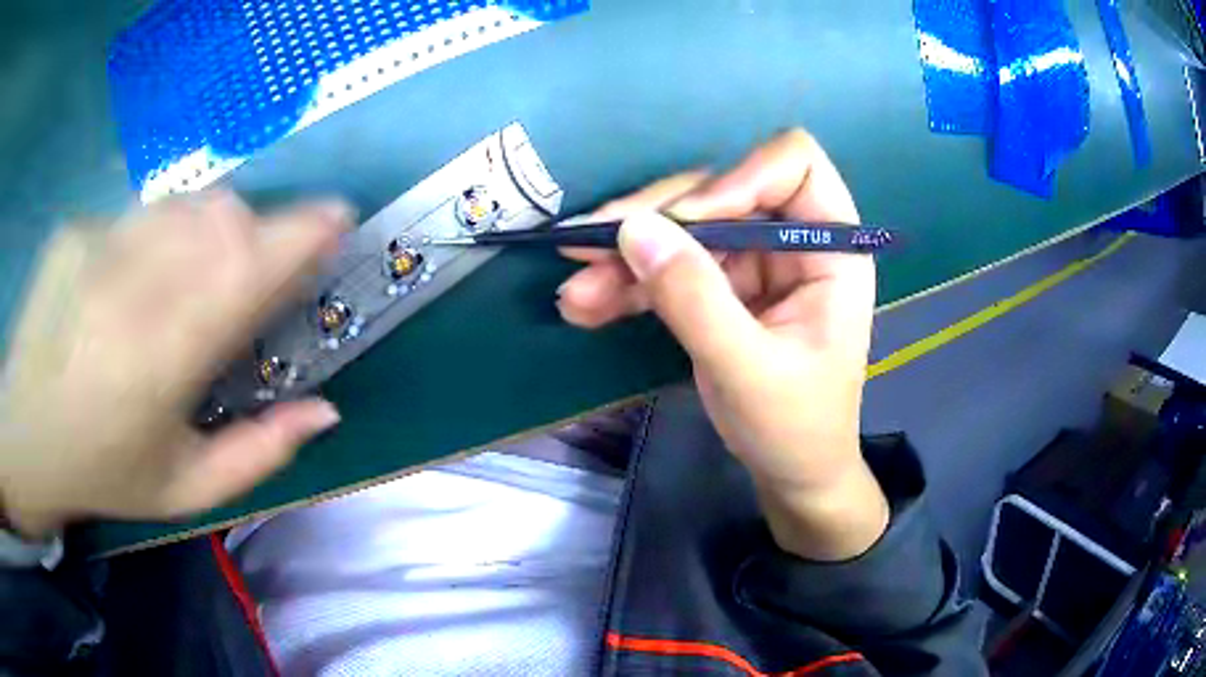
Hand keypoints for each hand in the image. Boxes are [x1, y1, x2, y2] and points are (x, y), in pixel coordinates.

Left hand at [0, 192, 351, 537]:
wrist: (25, 432)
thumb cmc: (103, 469)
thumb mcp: (185, 489)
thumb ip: (260, 454)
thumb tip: (326, 411)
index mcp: (161, 361)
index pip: (247, 270)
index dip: (302, 234)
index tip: (337, 218)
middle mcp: (131, 288)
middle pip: (222, 219)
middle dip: (260, 233)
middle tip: (257, 270)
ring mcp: (97, 246)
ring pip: (185, 204)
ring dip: (214, 227)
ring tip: (199, 271)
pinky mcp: (77, 227)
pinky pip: (142, 210)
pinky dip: (166, 229)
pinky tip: (144, 271)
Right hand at [557, 130, 887, 560]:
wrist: (792, 474)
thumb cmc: (795, 428)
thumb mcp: (749, 370)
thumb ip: (696, 299)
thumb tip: (632, 230)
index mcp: (831, 248)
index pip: (794, 164)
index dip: (737, 177)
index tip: (686, 222)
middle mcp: (793, 240)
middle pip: (718, 192)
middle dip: (654, 221)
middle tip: (586, 247)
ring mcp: (754, 261)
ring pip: (683, 229)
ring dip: (626, 256)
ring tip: (576, 293)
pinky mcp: (722, 286)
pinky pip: (670, 267)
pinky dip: (628, 284)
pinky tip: (586, 306)